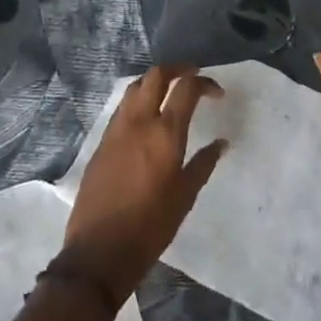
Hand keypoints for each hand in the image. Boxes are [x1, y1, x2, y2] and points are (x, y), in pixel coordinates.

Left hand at [62, 66, 227, 303]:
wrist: (99, 251)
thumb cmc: (150, 227)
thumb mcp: (184, 197)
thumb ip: (203, 164)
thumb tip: (221, 143)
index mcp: (164, 133)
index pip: (186, 89)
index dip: (204, 83)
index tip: (217, 93)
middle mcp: (139, 122)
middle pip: (156, 75)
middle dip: (177, 69)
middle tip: (192, 75)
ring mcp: (116, 129)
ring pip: (135, 87)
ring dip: (154, 81)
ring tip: (169, 91)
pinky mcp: (102, 141)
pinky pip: (122, 107)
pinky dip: (138, 100)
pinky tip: (147, 116)